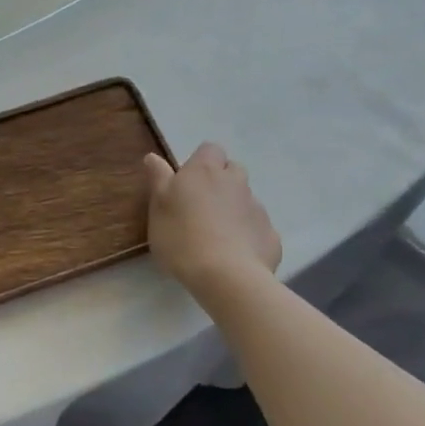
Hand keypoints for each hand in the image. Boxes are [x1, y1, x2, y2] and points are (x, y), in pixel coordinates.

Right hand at [144, 143, 281, 290]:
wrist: (226, 276)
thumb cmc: (182, 237)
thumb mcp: (158, 206)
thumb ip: (158, 178)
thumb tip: (153, 156)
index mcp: (205, 171)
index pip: (210, 149)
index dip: (201, 161)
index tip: (188, 181)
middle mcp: (235, 183)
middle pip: (233, 170)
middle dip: (221, 181)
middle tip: (202, 206)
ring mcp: (257, 208)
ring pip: (246, 199)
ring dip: (234, 208)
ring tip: (217, 234)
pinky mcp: (271, 235)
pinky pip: (258, 227)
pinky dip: (248, 234)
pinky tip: (235, 254)